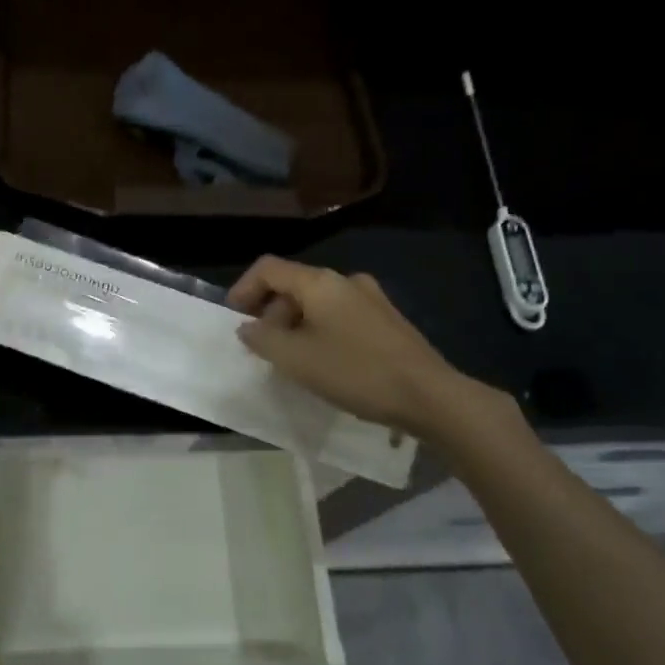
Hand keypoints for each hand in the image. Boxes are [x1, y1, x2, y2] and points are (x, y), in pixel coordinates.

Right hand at [228, 256, 513, 443]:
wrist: (429, 395)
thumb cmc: (355, 371)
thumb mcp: (296, 359)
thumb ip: (263, 339)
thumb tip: (247, 327)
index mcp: (319, 282)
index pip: (268, 269)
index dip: (243, 289)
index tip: (235, 320)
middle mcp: (345, 280)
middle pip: (293, 285)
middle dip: (270, 313)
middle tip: (264, 349)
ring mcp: (370, 298)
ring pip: (317, 302)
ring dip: (295, 324)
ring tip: (292, 360)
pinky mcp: (387, 320)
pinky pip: (339, 316)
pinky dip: (320, 331)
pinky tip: (324, 363)